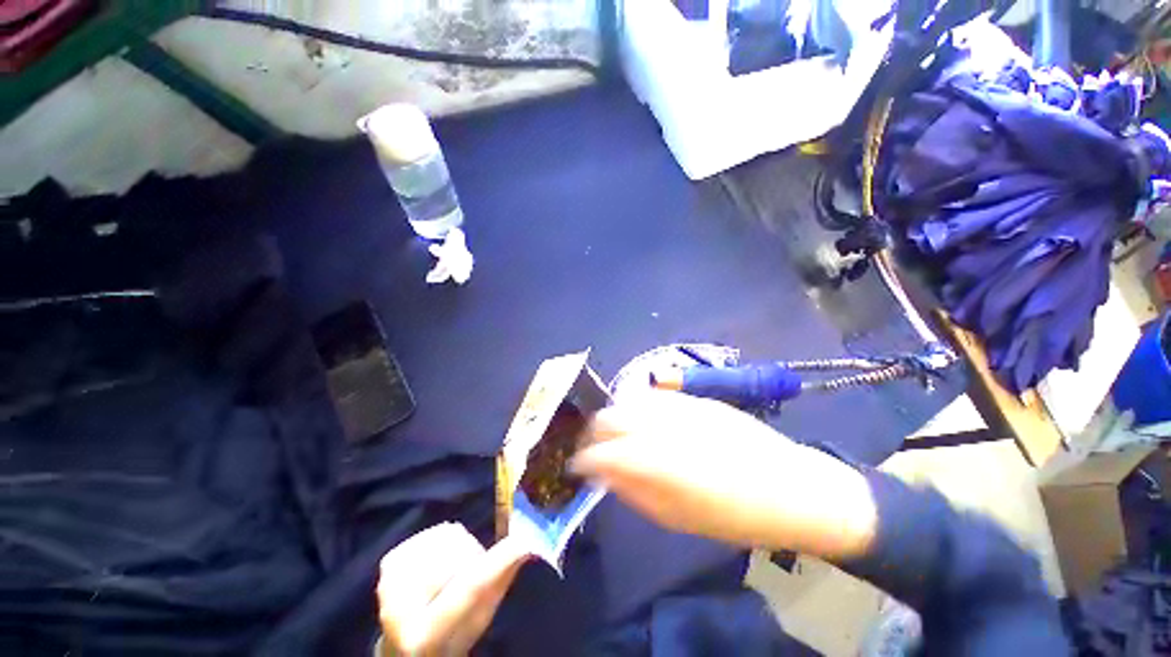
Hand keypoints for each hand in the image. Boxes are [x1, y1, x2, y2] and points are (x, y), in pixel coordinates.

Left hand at [377, 522, 529, 655]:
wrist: (405, 648)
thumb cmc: (451, 638)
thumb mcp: (479, 621)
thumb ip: (501, 584)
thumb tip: (528, 546)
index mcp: (425, 636)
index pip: (466, 590)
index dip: (497, 562)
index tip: (523, 542)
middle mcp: (399, 608)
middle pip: (457, 556)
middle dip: (474, 558)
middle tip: (472, 576)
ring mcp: (390, 580)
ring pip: (448, 539)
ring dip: (461, 549)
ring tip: (453, 573)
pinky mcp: (390, 560)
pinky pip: (436, 532)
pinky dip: (446, 542)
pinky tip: (438, 563)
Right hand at [573, 390, 877, 558]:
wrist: (788, 486)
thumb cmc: (731, 514)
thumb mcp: (676, 517)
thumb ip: (633, 490)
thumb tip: (603, 473)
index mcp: (653, 460)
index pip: (599, 451)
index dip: (582, 459)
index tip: (576, 466)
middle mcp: (658, 424)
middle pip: (608, 417)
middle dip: (593, 433)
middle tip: (593, 449)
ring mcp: (676, 405)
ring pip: (627, 401)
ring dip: (613, 417)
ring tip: (615, 434)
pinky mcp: (692, 397)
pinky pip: (652, 395)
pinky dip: (637, 407)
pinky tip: (642, 419)